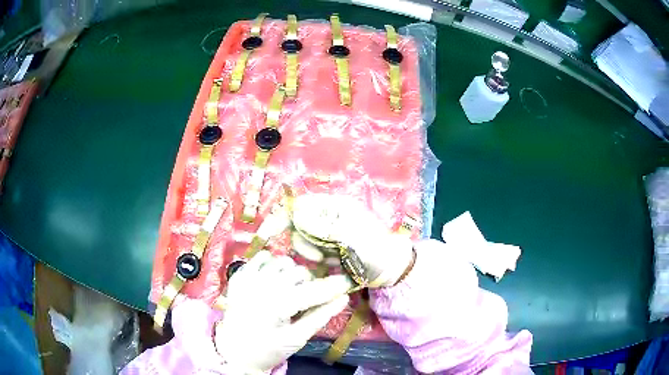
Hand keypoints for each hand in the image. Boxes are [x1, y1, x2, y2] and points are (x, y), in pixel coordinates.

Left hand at [214, 251, 349, 372]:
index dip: (333, 286)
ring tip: (290, 291)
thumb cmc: (268, 349)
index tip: (348, 282)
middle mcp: (260, 286)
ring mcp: (247, 278)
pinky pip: (262, 257)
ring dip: (292, 274)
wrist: (234, 351)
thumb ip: (320, 317)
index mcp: (275, 306)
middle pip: (299, 272)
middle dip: (311, 284)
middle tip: (309, 299)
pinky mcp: (239, 275)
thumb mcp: (297, 338)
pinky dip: (273, 264)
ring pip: (283, 262)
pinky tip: (274, 279)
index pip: (312, 291)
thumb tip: (343, 298)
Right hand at [291, 194, 414, 287]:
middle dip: (305, 242)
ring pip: (306, 239)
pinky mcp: (331, 248)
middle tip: (318, 258)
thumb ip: (322, 227)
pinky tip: (336, 265)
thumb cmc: (374, 249)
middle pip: (301, 223)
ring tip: (331, 262)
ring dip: (313, 252)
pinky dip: (321, 259)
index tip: (277, 233)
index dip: (289, 216)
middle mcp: (331, 217)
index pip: (304, 204)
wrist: (390, 269)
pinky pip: (315, 251)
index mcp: (337, 206)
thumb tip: (296, 215)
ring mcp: (331, 233)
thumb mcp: (349, 237)